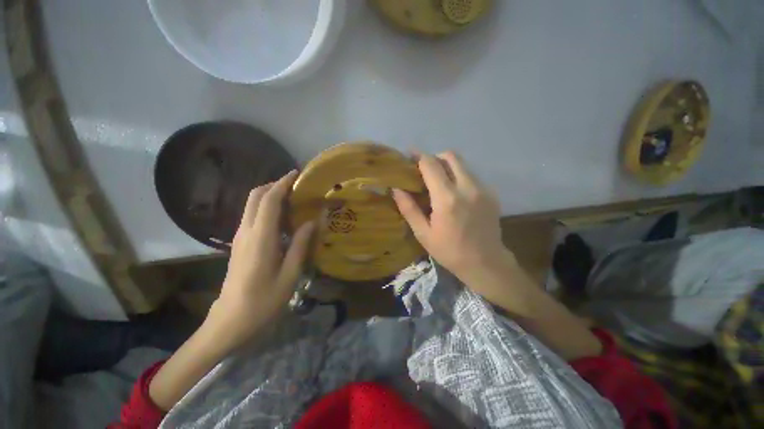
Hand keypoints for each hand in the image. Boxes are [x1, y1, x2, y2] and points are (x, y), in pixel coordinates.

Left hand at [208, 170, 314, 347]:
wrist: (229, 322)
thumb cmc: (263, 301)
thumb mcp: (289, 274)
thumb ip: (300, 245)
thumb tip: (312, 222)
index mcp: (260, 238)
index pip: (268, 201)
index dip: (282, 184)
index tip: (296, 174)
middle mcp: (246, 232)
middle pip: (255, 197)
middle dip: (274, 185)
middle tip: (296, 186)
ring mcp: (240, 237)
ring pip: (251, 205)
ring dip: (270, 195)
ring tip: (293, 199)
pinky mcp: (239, 243)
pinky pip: (252, 216)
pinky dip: (266, 208)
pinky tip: (282, 218)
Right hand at [392, 151, 510, 281]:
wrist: (486, 263)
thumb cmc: (449, 251)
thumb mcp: (423, 234)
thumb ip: (409, 209)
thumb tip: (396, 189)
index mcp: (447, 199)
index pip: (431, 165)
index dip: (419, 156)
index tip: (409, 155)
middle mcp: (467, 187)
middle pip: (451, 156)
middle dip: (435, 157)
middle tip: (424, 169)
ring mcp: (483, 189)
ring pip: (463, 164)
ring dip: (447, 167)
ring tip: (438, 182)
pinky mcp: (492, 193)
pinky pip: (472, 176)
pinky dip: (459, 177)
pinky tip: (454, 194)